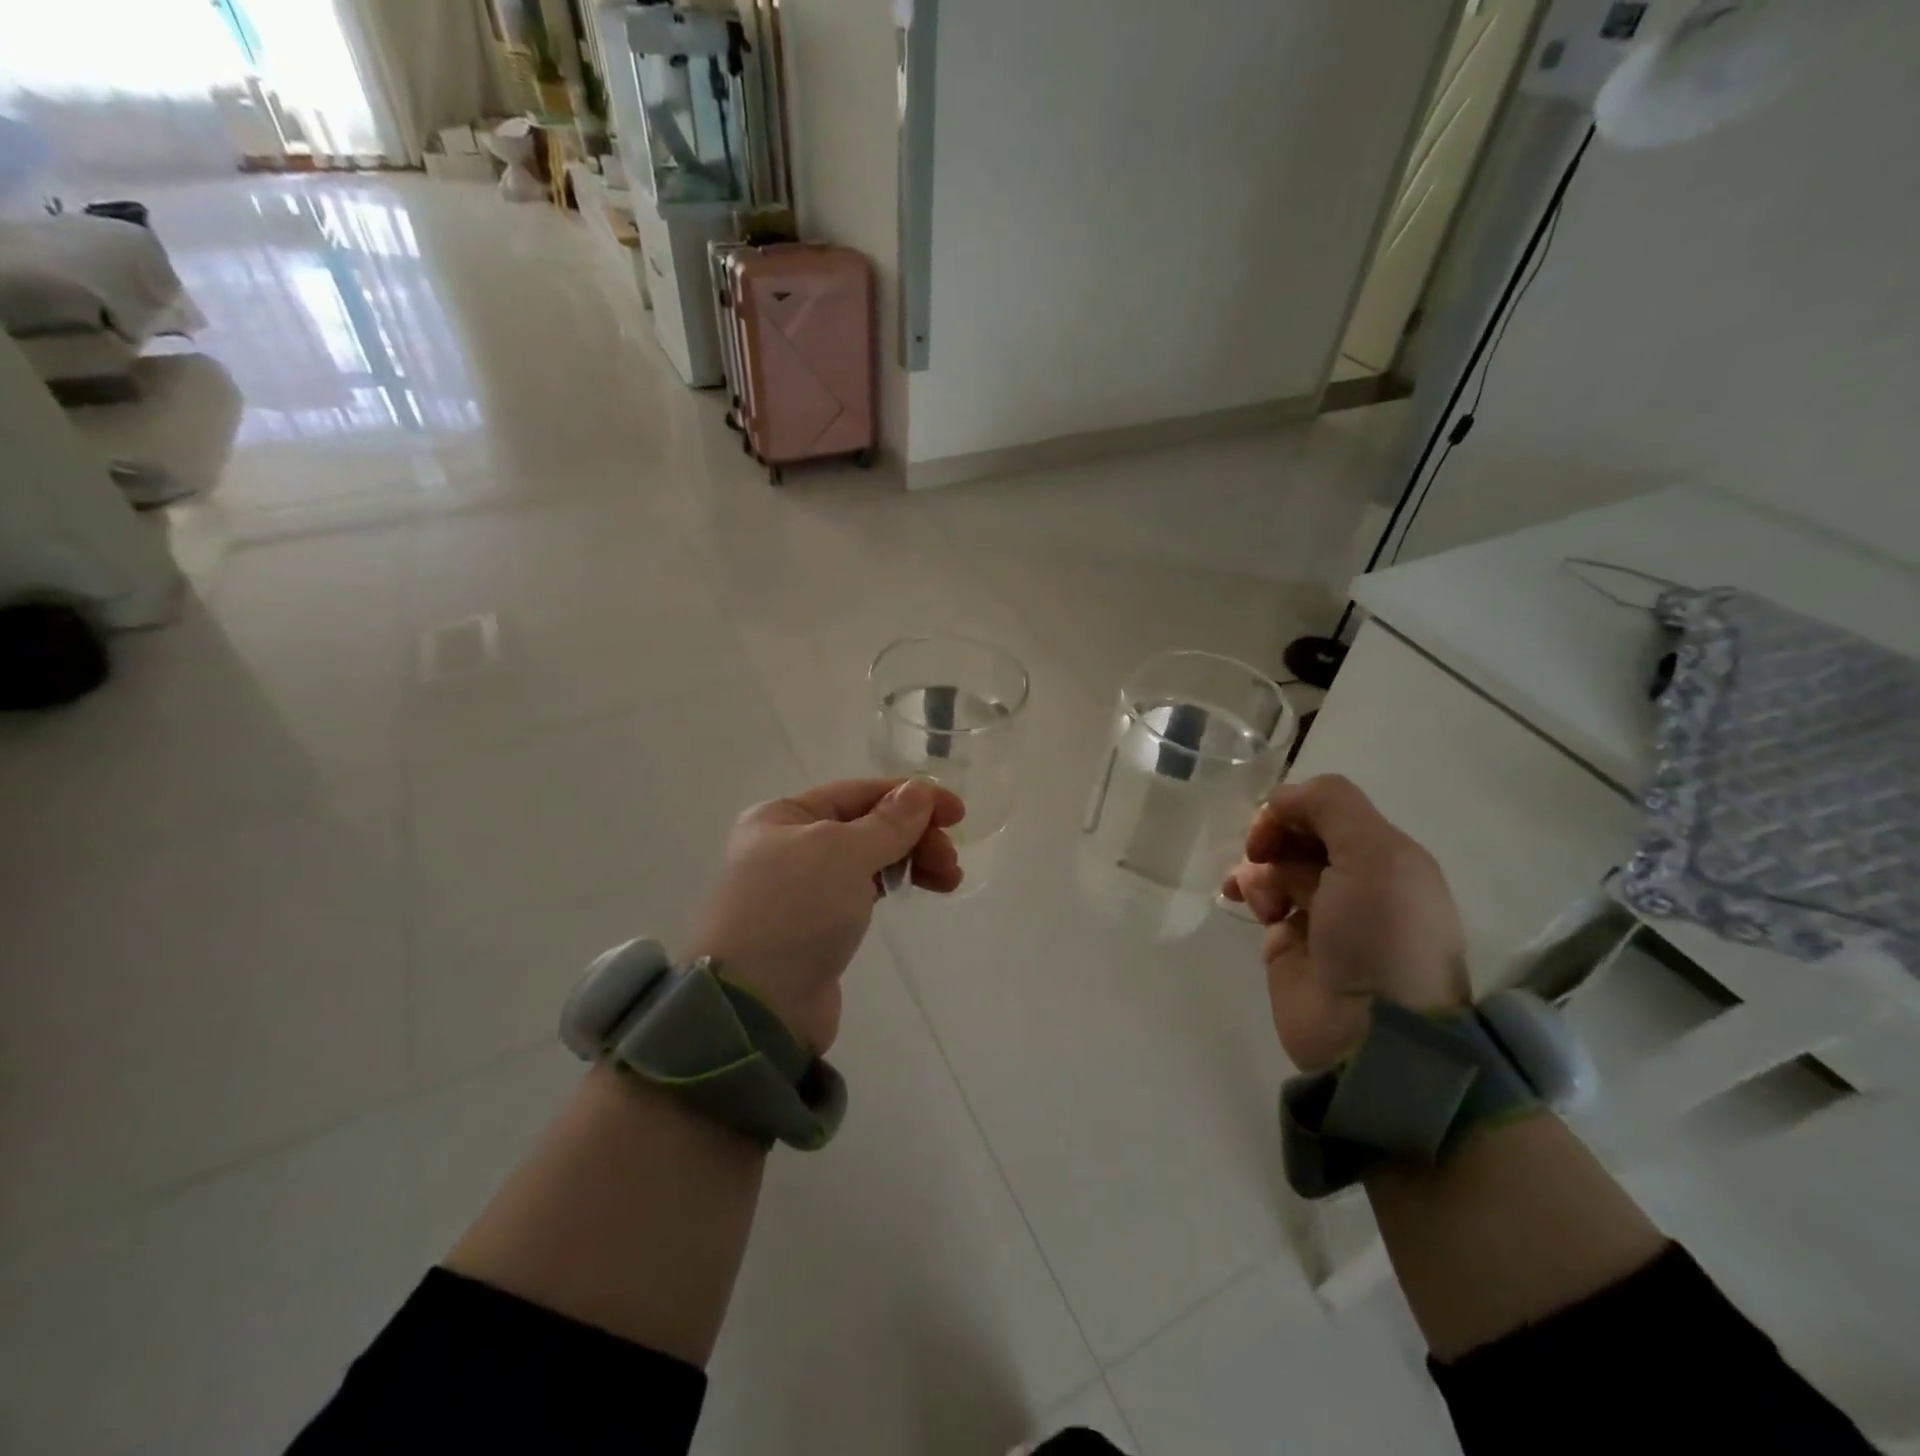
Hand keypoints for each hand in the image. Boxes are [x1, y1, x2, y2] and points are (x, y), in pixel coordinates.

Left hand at [685, 778, 965, 1054]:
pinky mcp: (819, 924)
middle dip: (914, 835)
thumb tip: (920, 790)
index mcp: (784, 816)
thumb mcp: (844, 853)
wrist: (758, 1006)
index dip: (911, 796)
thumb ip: (889, 822)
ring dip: (912, 859)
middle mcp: (789, 845)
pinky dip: (896, 883)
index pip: (859, 792)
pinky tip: (922, 888)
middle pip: (867, 825)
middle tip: (950, 859)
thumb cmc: (796, 911)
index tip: (957, 812)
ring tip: (949, 879)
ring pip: (870, 858)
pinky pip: (865, 889)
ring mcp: (803, 887)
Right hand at [1224, 775, 1467, 1071]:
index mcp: (1385, 857)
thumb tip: (1280, 799)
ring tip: (1257, 895)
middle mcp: (1355, 881)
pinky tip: (1250, 906)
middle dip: (1273, 839)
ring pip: (1275, 865)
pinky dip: (1251, 893)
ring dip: (1259, 869)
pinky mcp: (1289, 944)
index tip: (1273, 827)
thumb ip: (1331, 805)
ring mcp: (1321, 914)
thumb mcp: (1375, 853)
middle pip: (1299, 836)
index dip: (1295, 809)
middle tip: (1260, 856)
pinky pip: (1262, 900)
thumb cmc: (1378, 934)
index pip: (1328, 810)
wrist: (1371, 1031)